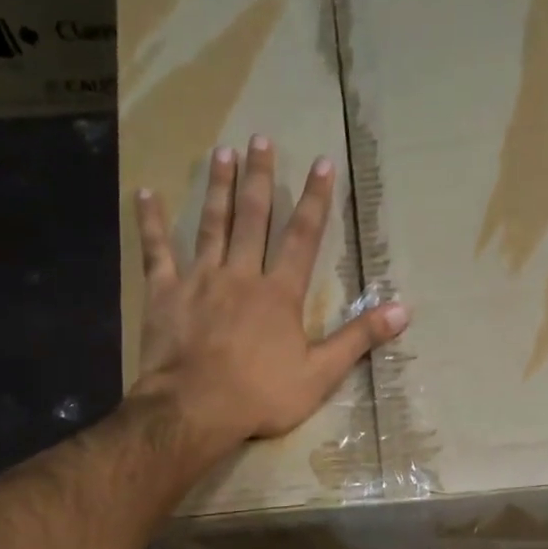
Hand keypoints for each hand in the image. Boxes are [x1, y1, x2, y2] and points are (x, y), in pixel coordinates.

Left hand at [130, 136, 408, 450]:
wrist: (196, 410)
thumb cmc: (261, 396)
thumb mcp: (320, 375)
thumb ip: (358, 340)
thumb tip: (402, 310)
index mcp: (279, 294)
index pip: (302, 238)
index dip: (315, 201)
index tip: (321, 163)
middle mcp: (240, 275)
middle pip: (253, 219)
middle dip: (260, 178)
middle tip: (260, 139)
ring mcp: (199, 280)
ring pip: (210, 224)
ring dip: (218, 188)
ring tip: (221, 152)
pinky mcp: (165, 294)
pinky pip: (155, 250)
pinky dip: (150, 222)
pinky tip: (145, 193)